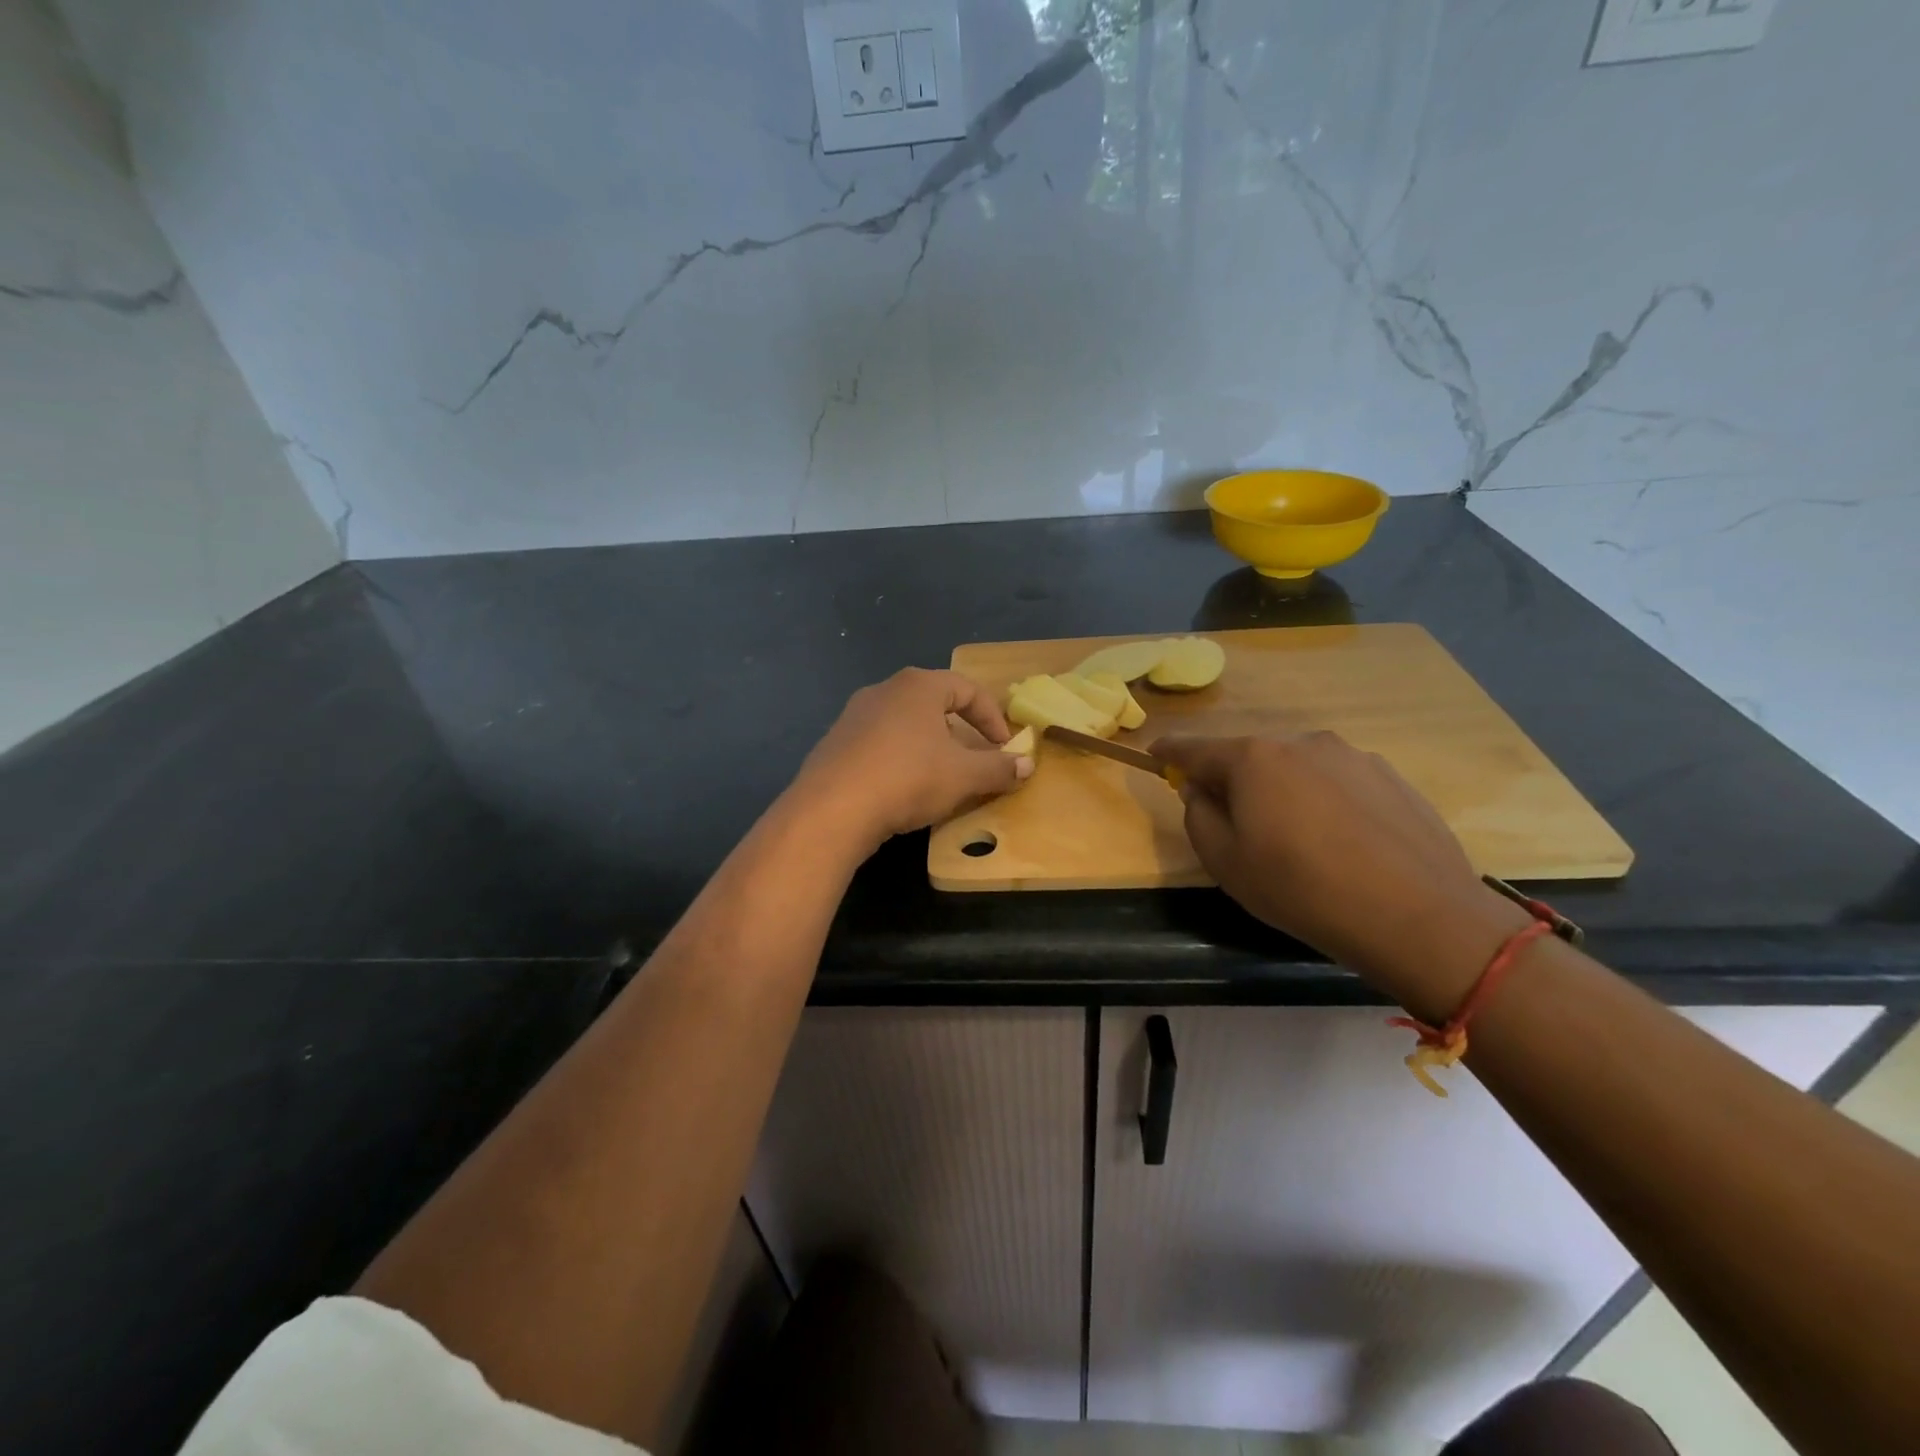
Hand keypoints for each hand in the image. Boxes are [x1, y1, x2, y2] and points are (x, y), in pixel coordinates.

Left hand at [789, 669, 1034, 854]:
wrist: (833, 809)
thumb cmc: (908, 778)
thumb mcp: (964, 776)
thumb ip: (999, 768)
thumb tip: (1028, 765)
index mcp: (918, 686)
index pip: (967, 689)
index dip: (993, 718)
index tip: (1005, 748)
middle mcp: (884, 690)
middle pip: (933, 703)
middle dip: (960, 731)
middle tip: (974, 759)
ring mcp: (853, 715)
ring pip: (904, 724)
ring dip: (928, 745)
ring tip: (939, 775)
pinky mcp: (834, 743)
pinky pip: (878, 744)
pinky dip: (898, 759)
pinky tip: (900, 788)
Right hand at [1152, 732, 1531, 1018]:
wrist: (1418, 916)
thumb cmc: (1301, 889)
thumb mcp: (1225, 863)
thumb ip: (1198, 816)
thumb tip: (1202, 791)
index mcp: (1253, 759)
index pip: (1195, 748)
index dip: (1169, 752)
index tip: (1155, 755)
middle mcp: (1302, 743)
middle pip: (1250, 757)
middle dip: (1234, 781)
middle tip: (1236, 825)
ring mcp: (1352, 756)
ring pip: (1297, 769)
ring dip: (1284, 792)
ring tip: (1298, 842)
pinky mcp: (1391, 777)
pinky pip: (1338, 783)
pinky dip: (1326, 802)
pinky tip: (1342, 844)